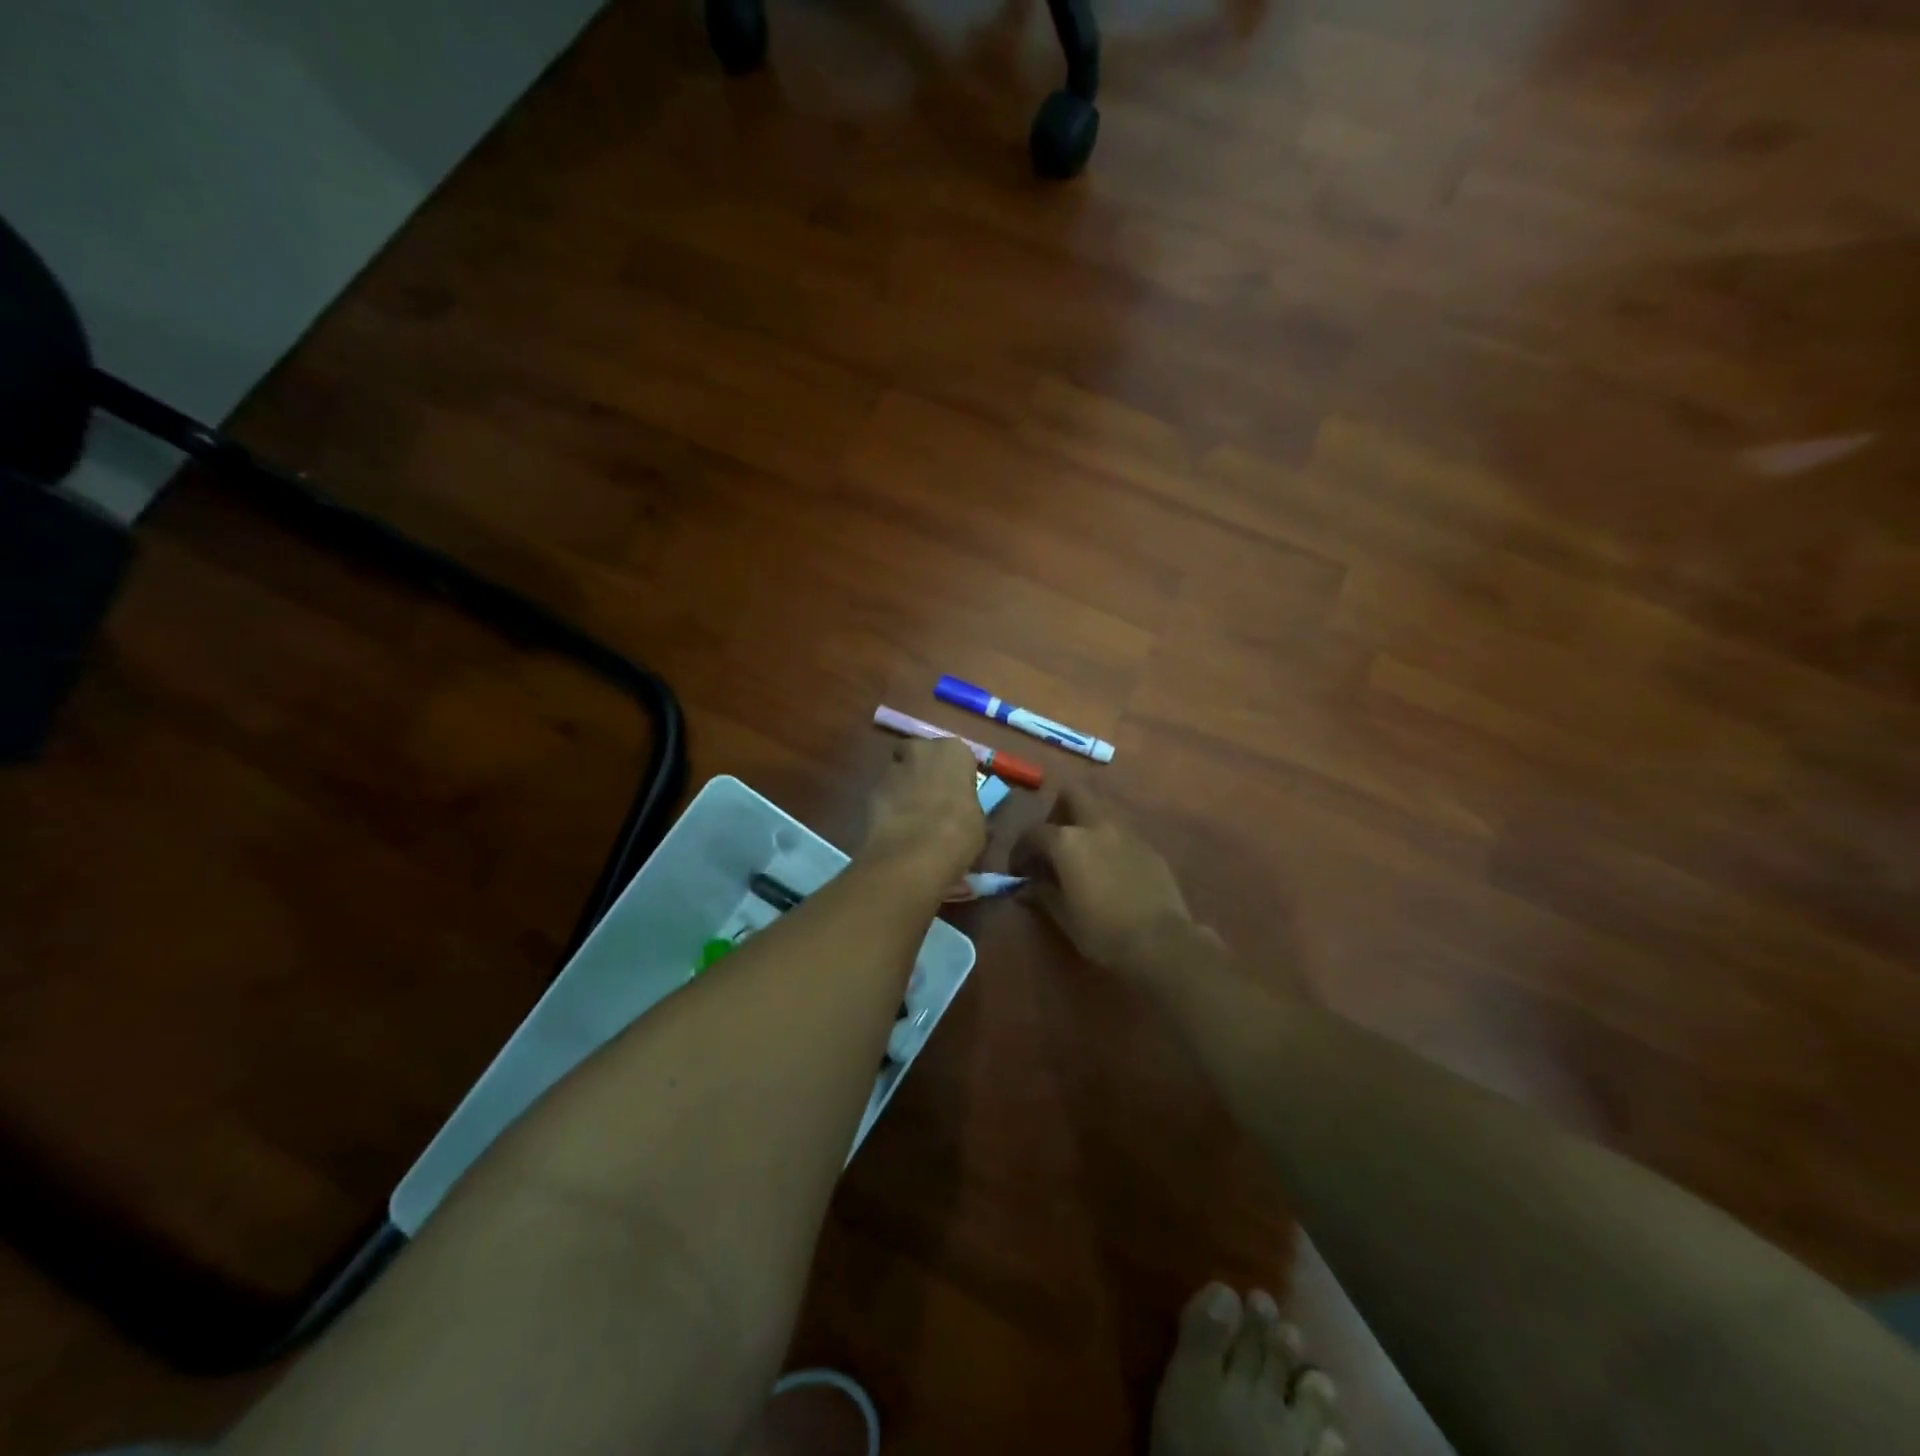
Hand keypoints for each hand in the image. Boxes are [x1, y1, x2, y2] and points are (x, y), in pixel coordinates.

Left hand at [862, 737, 986, 886]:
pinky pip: (884, 793)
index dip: (955, 775)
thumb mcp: (977, 821)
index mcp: (954, 751)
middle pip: (922, 755)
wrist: (913, 854)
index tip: (956, 793)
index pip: (957, 755)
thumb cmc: (958, 833)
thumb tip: (965, 813)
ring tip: (911, 816)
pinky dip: (888, 804)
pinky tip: (895, 827)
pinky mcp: (870, 790)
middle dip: (924, 771)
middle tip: (932, 798)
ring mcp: (892, 767)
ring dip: (904, 787)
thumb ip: (968, 806)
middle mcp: (921, 749)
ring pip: (899, 772)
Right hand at [1011, 786, 1206, 981]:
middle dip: (1057, 812)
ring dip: (1084, 827)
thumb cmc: (1102, 930)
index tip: (1020, 872)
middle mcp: (1096, 826)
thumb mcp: (1063, 915)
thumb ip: (1042, 893)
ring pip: (1099, 813)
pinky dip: (1107, 843)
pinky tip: (1108, 871)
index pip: (1034, 833)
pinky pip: (1120, 834)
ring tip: (1080, 859)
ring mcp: (1126, 833)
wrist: (1161, 941)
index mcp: (1067, 841)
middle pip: (1072, 795)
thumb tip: (1025, 887)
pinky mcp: (1148, 847)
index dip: (1021, 851)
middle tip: (1053, 844)